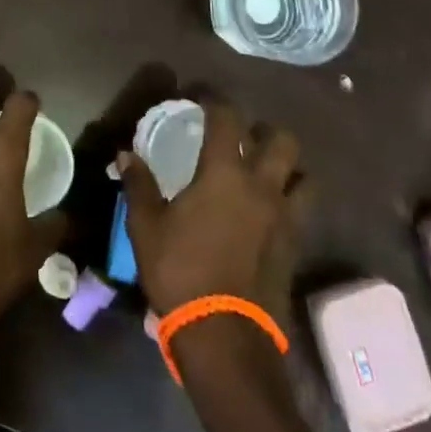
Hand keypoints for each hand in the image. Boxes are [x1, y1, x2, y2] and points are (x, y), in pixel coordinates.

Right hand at [116, 100, 307, 322]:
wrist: (224, 335)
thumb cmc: (180, 272)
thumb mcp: (146, 227)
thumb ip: (139, 185)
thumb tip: (126, 154)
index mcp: (224, 173)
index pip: (227, 118)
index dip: (216, 100)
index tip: (202, 96)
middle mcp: (262, 186)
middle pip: (280, 139)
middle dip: (263, 129)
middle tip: (243, 136)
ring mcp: (285, 217)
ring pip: (304, 175)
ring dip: (288, 166)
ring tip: (267, 172)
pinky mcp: (296, 246)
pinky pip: (304, 210)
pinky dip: (292, 200)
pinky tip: (272, 211)